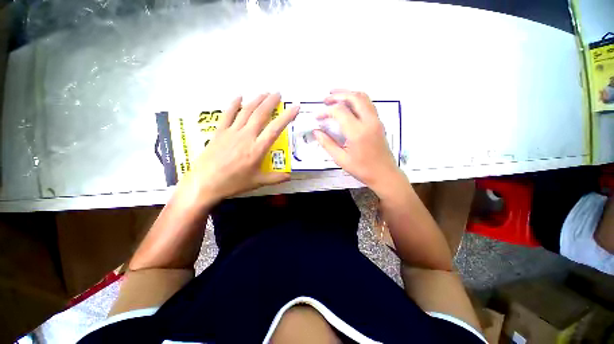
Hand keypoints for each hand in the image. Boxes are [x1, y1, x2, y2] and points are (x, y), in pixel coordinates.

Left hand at [176, 93, 298, 206]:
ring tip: (264, 92)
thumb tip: (289, 176)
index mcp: (257, 149)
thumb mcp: (257, 182)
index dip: (287, 117)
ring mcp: (232, 132)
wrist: (204, 183)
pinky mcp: (219, 132)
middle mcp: (246, 136)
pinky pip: (227, 114)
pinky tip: (238, 96)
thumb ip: (275, 178)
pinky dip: (233, 104)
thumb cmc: (233, 183)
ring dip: (256, 100)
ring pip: (246, 111)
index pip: (275, 129)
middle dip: (271, 102)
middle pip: (260, 114)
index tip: (295, 107)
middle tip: (278, 93)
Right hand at [314, 90, 403, 194]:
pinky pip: (368, 104)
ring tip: (336, 96)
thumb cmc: (362, 169)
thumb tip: (316, 131)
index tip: (317, 116)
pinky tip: (349, 105)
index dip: (326, 111)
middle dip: (338, 95)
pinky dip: (357, 100)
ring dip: (348, 94)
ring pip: (363, 97)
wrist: (384, 174)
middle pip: (354, 97)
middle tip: (325, 99)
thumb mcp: (341, 159)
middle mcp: (369, 122)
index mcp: (358, 132)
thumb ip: (327, 143)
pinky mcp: (379, 122)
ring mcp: (376, 120)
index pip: (340, 111)